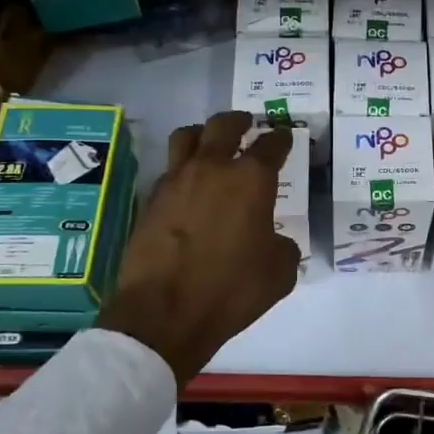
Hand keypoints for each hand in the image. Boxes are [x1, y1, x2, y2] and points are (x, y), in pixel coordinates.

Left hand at [99, 111, 300, 384]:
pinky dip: (181, 168)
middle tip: (246, 124)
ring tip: (210, 143)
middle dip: (239, 121)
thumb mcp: (279, 273)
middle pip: (224, 125)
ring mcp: (176, 181)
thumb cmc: (231, 290)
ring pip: (187, 136)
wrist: (164, 312)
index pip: (271, 145)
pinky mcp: (150, 199)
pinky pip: (169, 169)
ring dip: (203, 134)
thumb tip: (273, 240)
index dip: (280, 138)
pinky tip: (188, 185)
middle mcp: (212, 169)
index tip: (284, 136)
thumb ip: (282, 246)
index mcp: (250, 180)